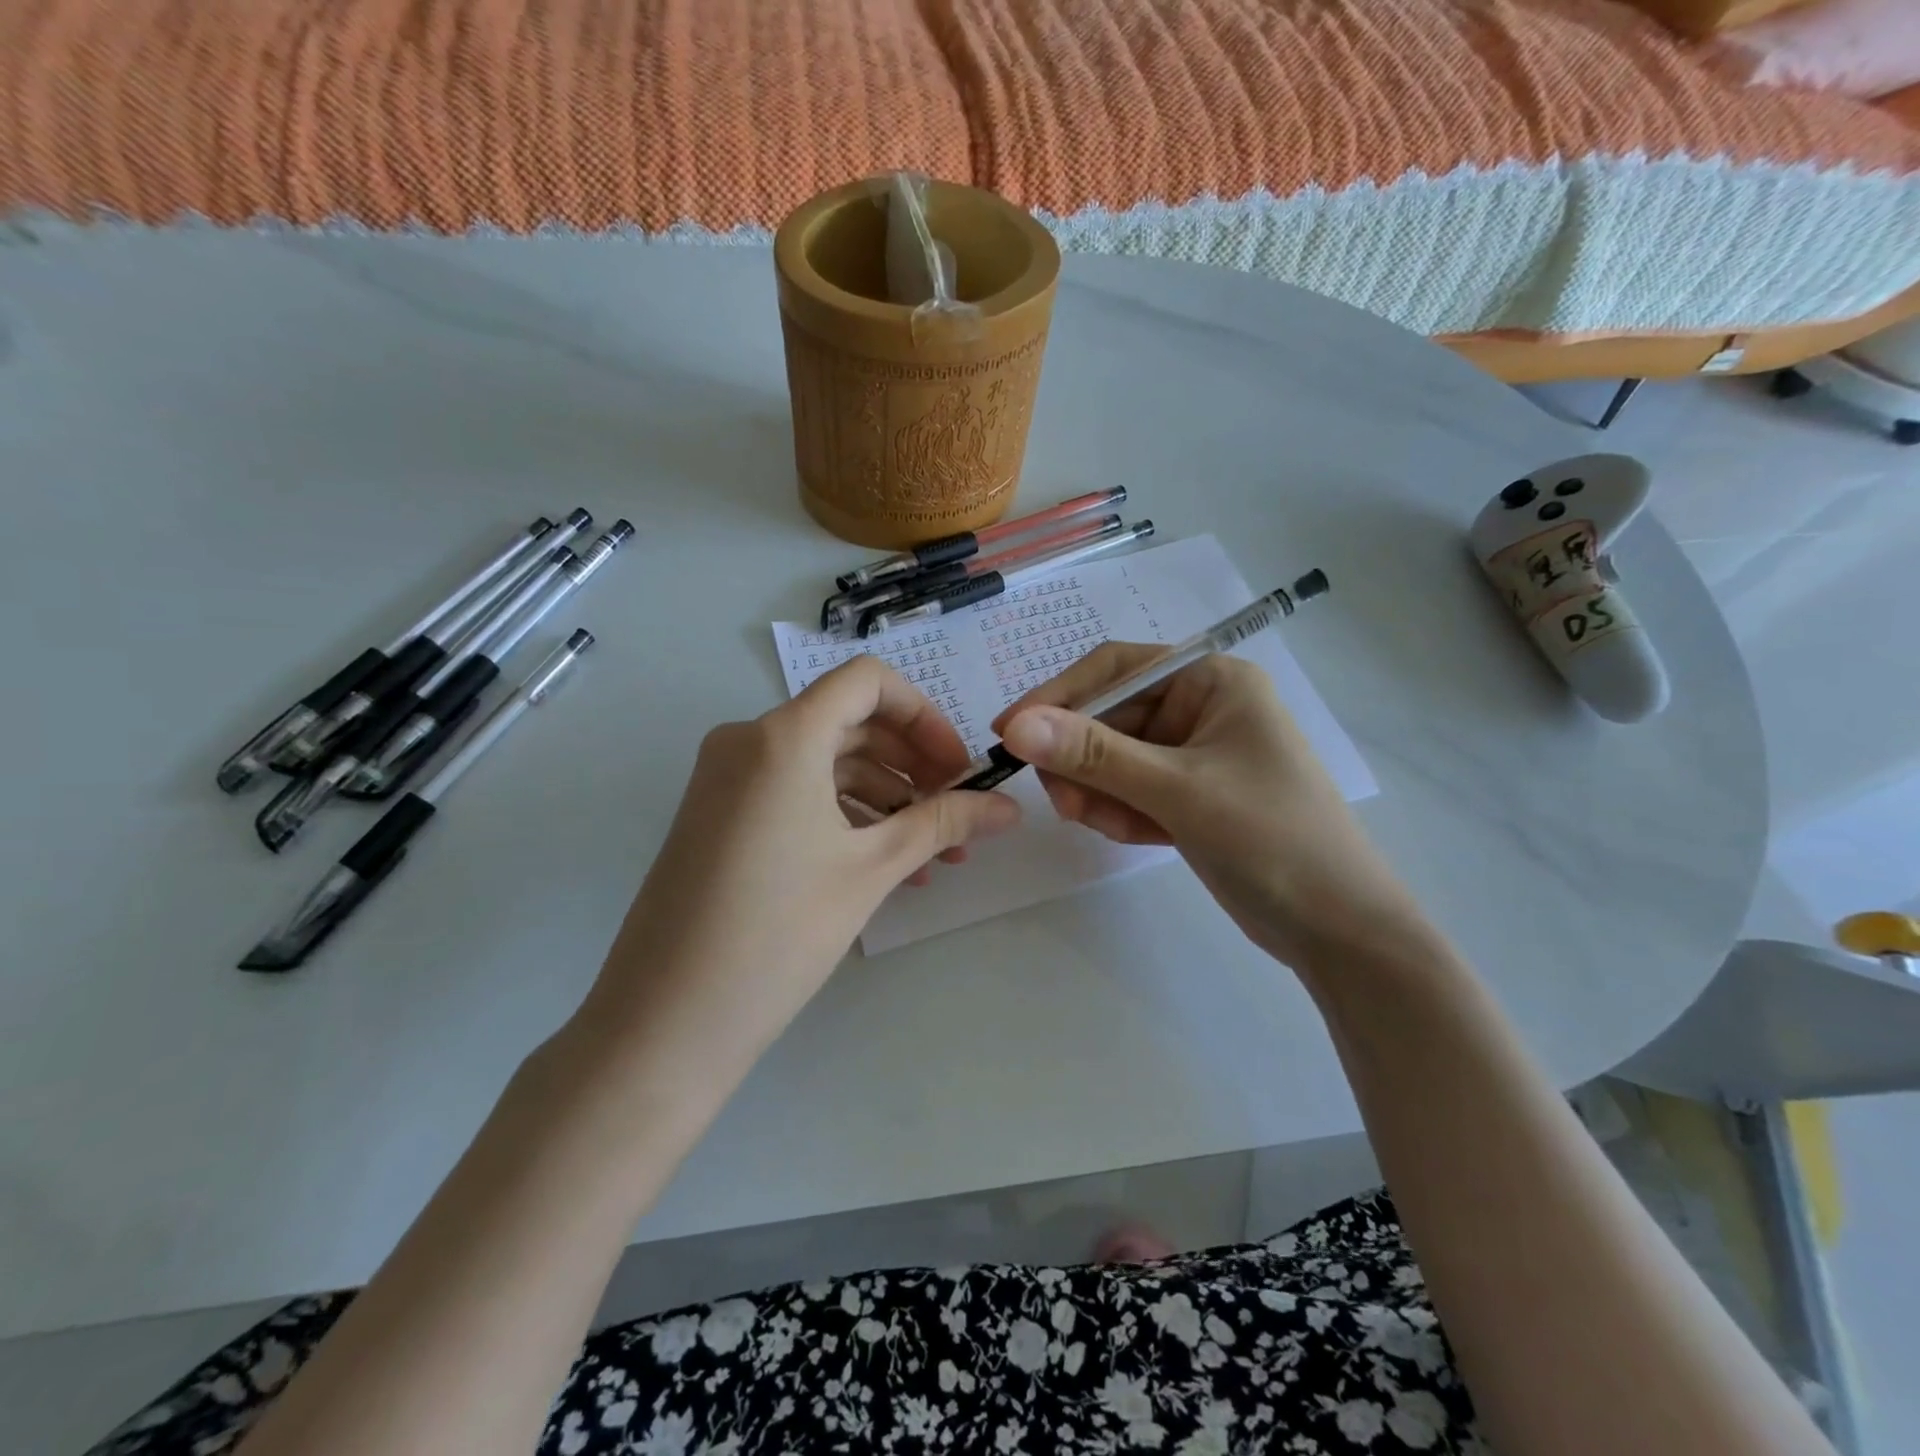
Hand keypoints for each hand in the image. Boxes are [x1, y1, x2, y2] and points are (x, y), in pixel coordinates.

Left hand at [577, 657, 1018, 1075]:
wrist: (666, 1020)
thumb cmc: (778, 932)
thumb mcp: (871, 870)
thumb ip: (942, 824)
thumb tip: (1010, 806)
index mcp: (783, 736)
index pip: (867, 681)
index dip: (924, 715)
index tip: (957, 768)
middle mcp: (748, 740)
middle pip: (850, 722)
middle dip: (912, 764)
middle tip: (955, 813)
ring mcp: (727, 778)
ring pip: (825, 763)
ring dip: (885, 797)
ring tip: (932, 856)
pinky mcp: (719, 815)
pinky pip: (795, 793)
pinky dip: (844, 815)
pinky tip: (885, 865)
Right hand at [993, 644, 1423, 972]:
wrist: (1338, 928)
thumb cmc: (1270, 838)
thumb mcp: (1177, 790)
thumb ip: (1094, 754)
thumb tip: (1016, 725)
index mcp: (1211, 680)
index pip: (1114, 668)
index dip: (1056, 695)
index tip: (1007, 732)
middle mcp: (1200, 706)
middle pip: (1108, 717)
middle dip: (1080, 761)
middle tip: (1063, 805)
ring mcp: (1193, 753)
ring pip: (1112, 759)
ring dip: (1099, 792)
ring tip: (1110, 827)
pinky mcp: (1187, 795)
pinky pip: (1130, 790)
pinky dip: (1121, 812)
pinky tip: (1137, 838)